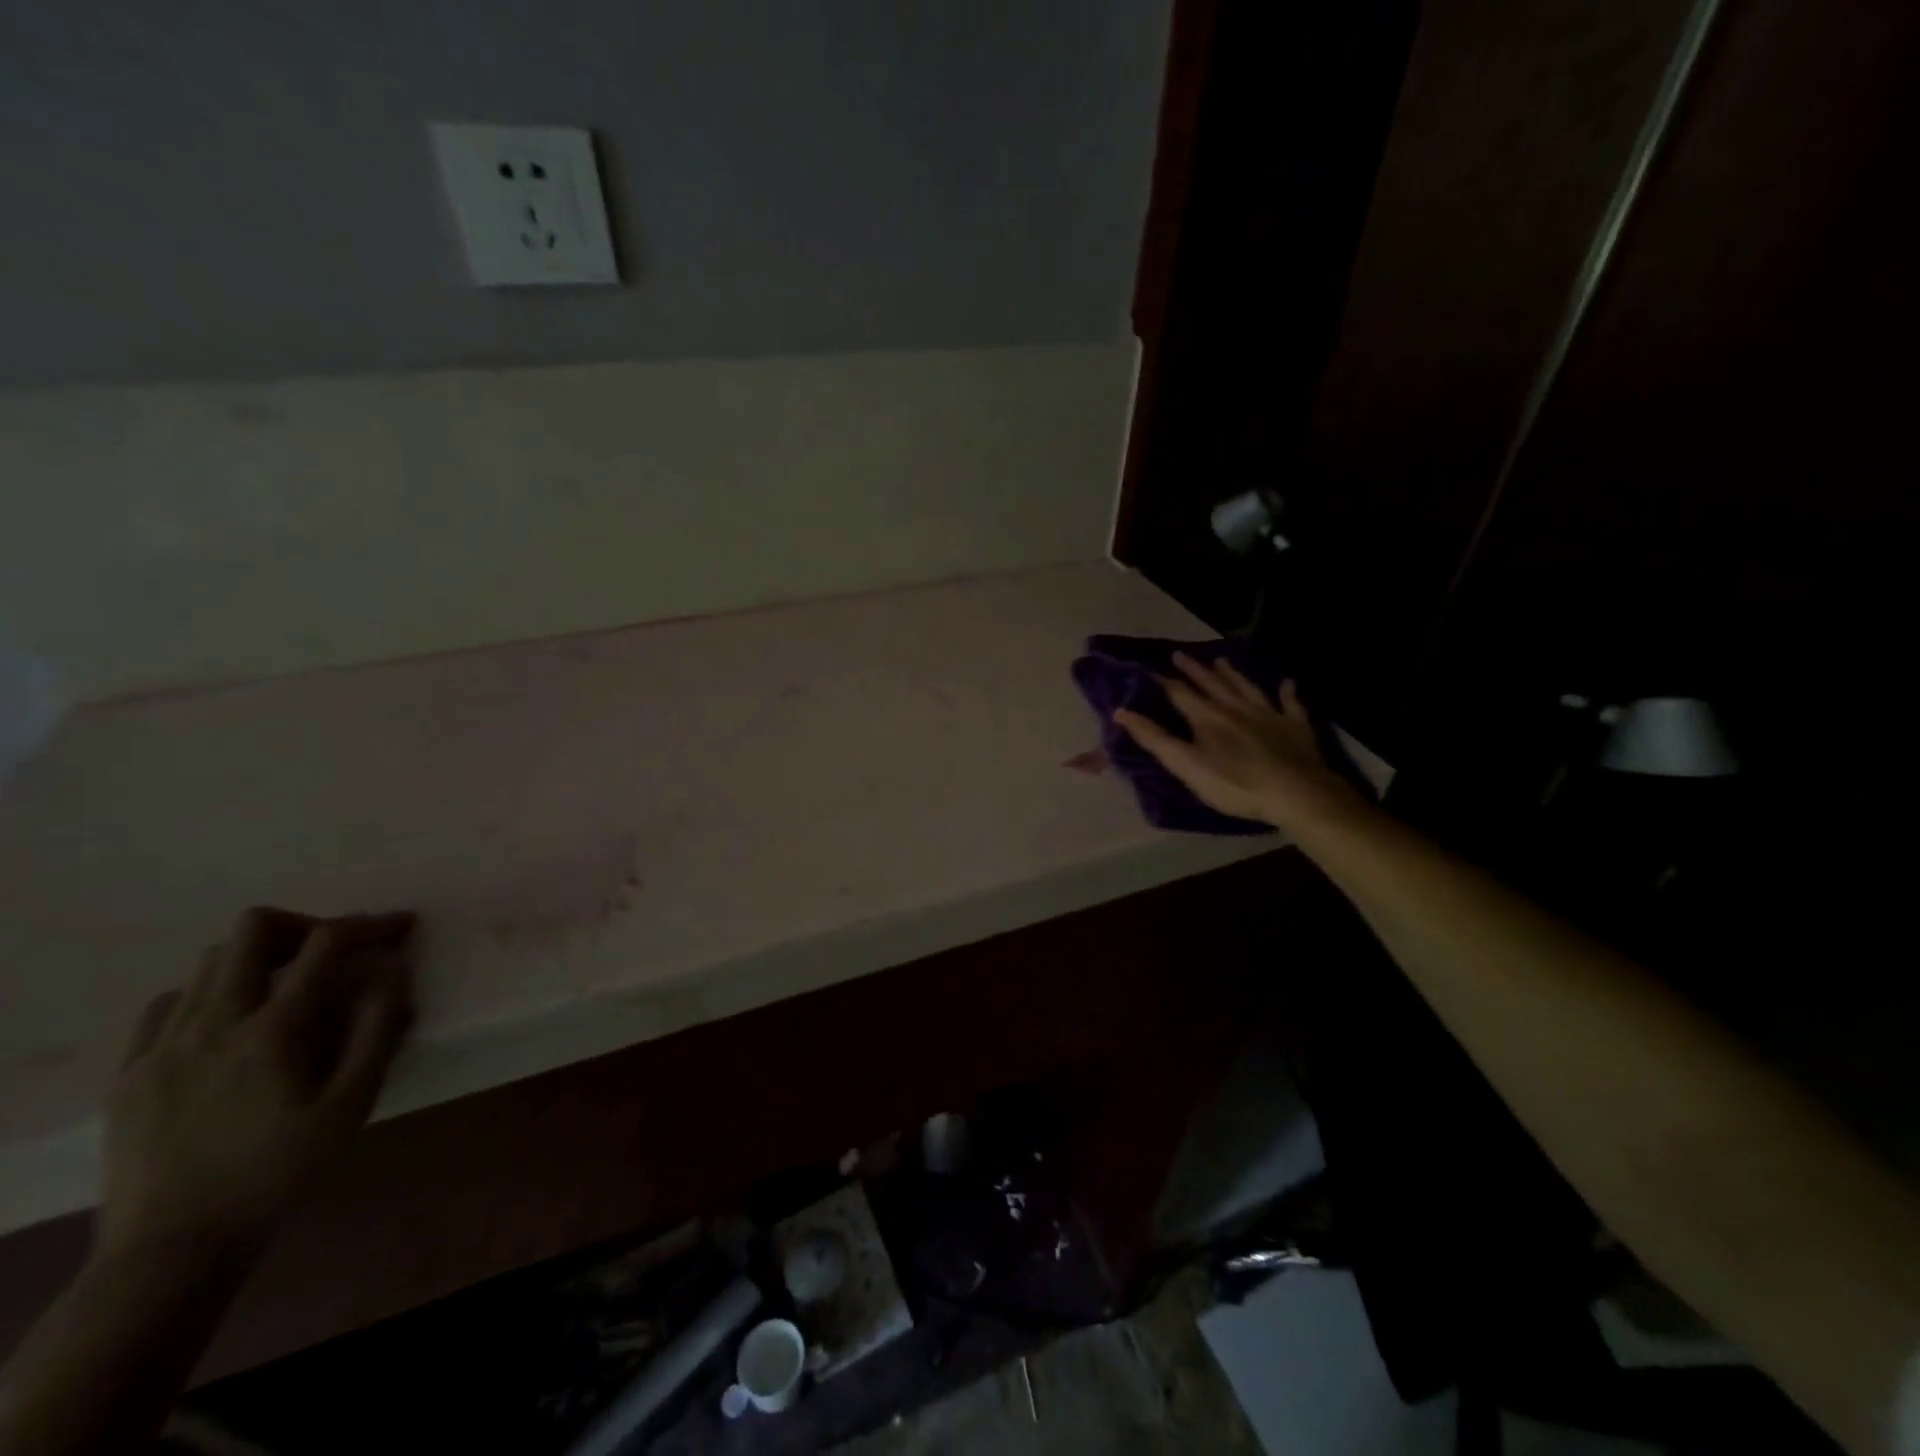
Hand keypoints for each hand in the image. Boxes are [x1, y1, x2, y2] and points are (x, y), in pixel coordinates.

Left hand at [100, 909, 416, 1263]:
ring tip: (289, 989)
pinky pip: (169, 1004)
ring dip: (260, 958)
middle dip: (306, 925)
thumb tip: (393, 971)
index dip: (372, 923)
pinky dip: (210, 993)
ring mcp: (161, 1046)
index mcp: (272, 1029)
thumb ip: (377, 1029)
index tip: (402, 926)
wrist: (172, 1249)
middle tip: (336, 952)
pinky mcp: (129, 1073)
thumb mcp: (351, 1103)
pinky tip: (231, 1025)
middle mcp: (212, 1023)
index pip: (327, 944)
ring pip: (209, 962)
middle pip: (252, 930)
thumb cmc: (279, 1172)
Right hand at [1113, 654, 1365, 832]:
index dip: (1163, 682)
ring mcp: (1268, 714)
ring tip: (1221, 660)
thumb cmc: (1234, 784)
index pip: (1179, 693)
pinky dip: (1287, 692)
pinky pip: (1290, 704)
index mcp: (1207, 717)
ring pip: (1246, 687)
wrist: (1296, 792)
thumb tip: (1121, 712)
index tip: (1148, 669)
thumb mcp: (1186, 765)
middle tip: (1180, 654)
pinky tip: (1287, 683)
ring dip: (1232, 674)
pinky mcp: (1295, 726)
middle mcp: (1236, 708)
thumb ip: (1154, 739)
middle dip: (1194, 670)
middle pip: (1212, 684)